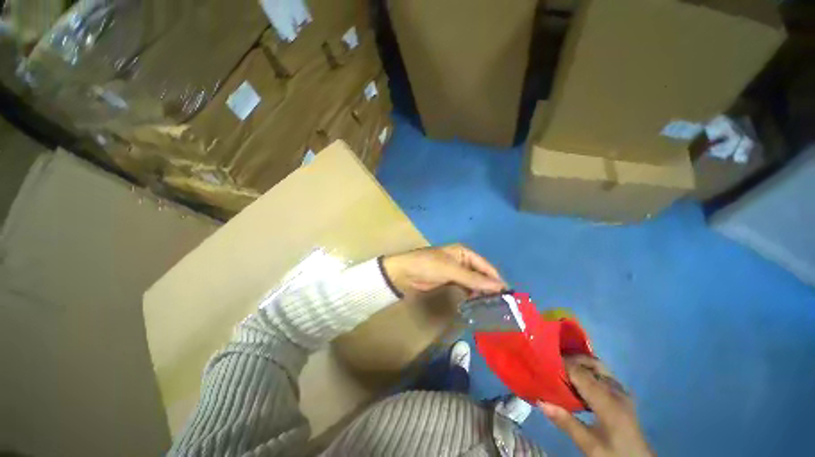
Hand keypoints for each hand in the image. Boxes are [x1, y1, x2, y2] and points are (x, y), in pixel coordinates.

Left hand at [382, 244, 506, 295]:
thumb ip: (474, 279)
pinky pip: (465, 286)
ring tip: (491, 305)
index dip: (496, 278)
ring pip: (473, 281)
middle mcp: (462, 260)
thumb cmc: (428, 265)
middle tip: (501, 303)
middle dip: (489, 285)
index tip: (507, 294)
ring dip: (481, 290)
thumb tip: (499, 286)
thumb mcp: (451, 270)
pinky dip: (471, 292)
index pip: (485, 265)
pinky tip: (476, 301)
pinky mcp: (449, 280)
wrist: (404, 273)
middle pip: (480, 273)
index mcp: (464, 252)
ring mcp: (455, 271)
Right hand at [539, 355, 653, 456]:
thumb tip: (540, 401)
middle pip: (592, 363)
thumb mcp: (589, 445)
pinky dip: (588, 371)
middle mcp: (616, 391)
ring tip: (561, 370)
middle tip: (551, 363)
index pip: (580, 373)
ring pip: (598, 367)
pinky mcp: (622, 397)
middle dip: (571, 359)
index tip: (543, 360)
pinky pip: (603, 375)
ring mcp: (621, 392)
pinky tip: (578, 382)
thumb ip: (566, 422)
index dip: (561, 364)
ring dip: (580, 364)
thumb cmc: (614, 455)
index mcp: (608, 401)